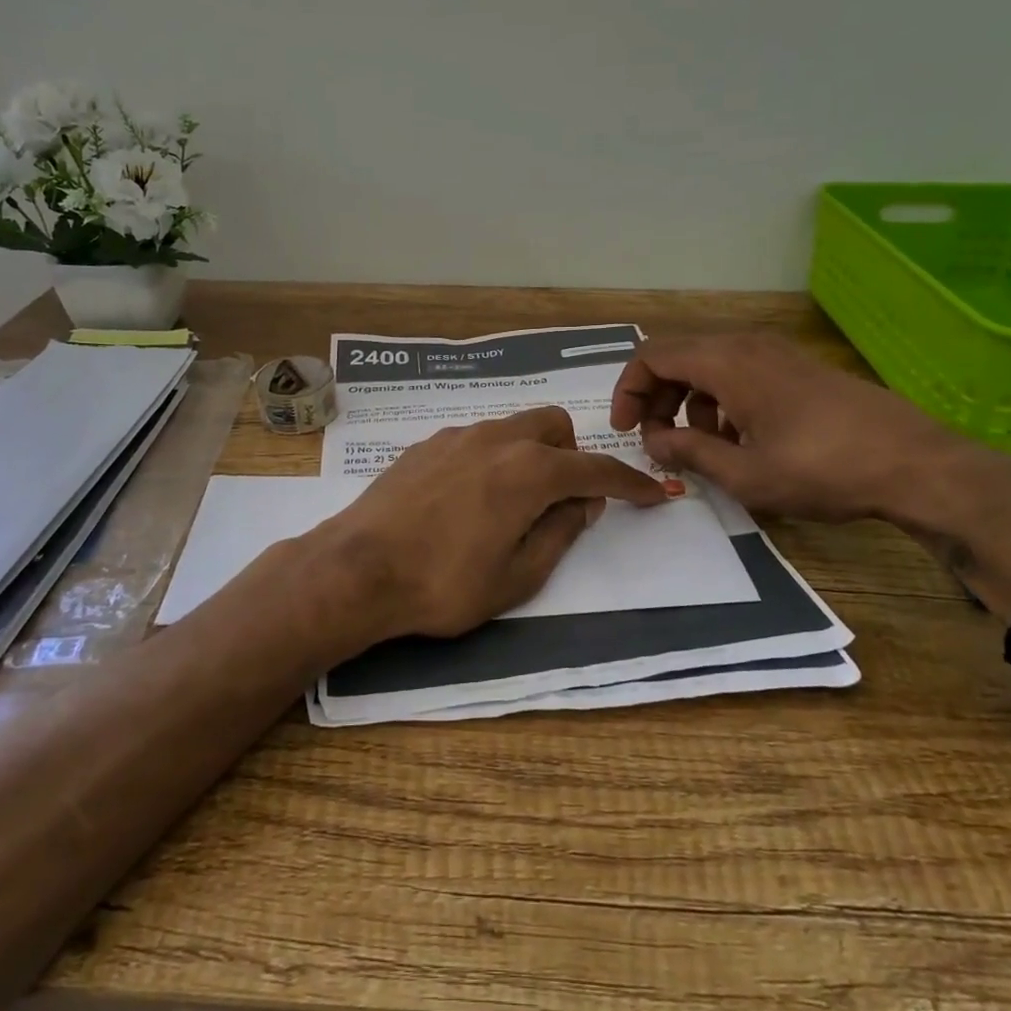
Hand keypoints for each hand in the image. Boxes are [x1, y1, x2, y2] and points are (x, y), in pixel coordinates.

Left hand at [308, 406, 667, 645]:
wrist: (358, 568)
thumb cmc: (444, 584)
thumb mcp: (517, 577)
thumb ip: (560, 533)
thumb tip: (583, 502)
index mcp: (529, 471)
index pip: (595, 468)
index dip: (630, 482)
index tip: (652, 493)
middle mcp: (497, 439)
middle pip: (553, 426)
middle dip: (571, 455)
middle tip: (562, 499)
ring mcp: (457, 437)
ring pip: (512, 427)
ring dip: (530, 454)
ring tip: (511, 502)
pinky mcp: (425, 445)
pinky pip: (476, 439)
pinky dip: (492, 458)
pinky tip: (467, 498)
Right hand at [609, 333, 978, 523]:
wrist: (915, 464)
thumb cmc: (823, 470)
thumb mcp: (745, 474)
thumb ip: (688, 453)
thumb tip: (652, 441)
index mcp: (727, 363)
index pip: (652, 356)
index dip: (629, 390)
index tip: (626, 430)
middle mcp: (746, 346)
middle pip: (677, 356)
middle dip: (656, 398)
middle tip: (656, 441)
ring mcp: (775, 353)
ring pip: (708, 365)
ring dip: (689, 402)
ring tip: (701, 447)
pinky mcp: (796, 368)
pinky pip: (739, 372)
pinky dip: (721, 400)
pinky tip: (740, 440)